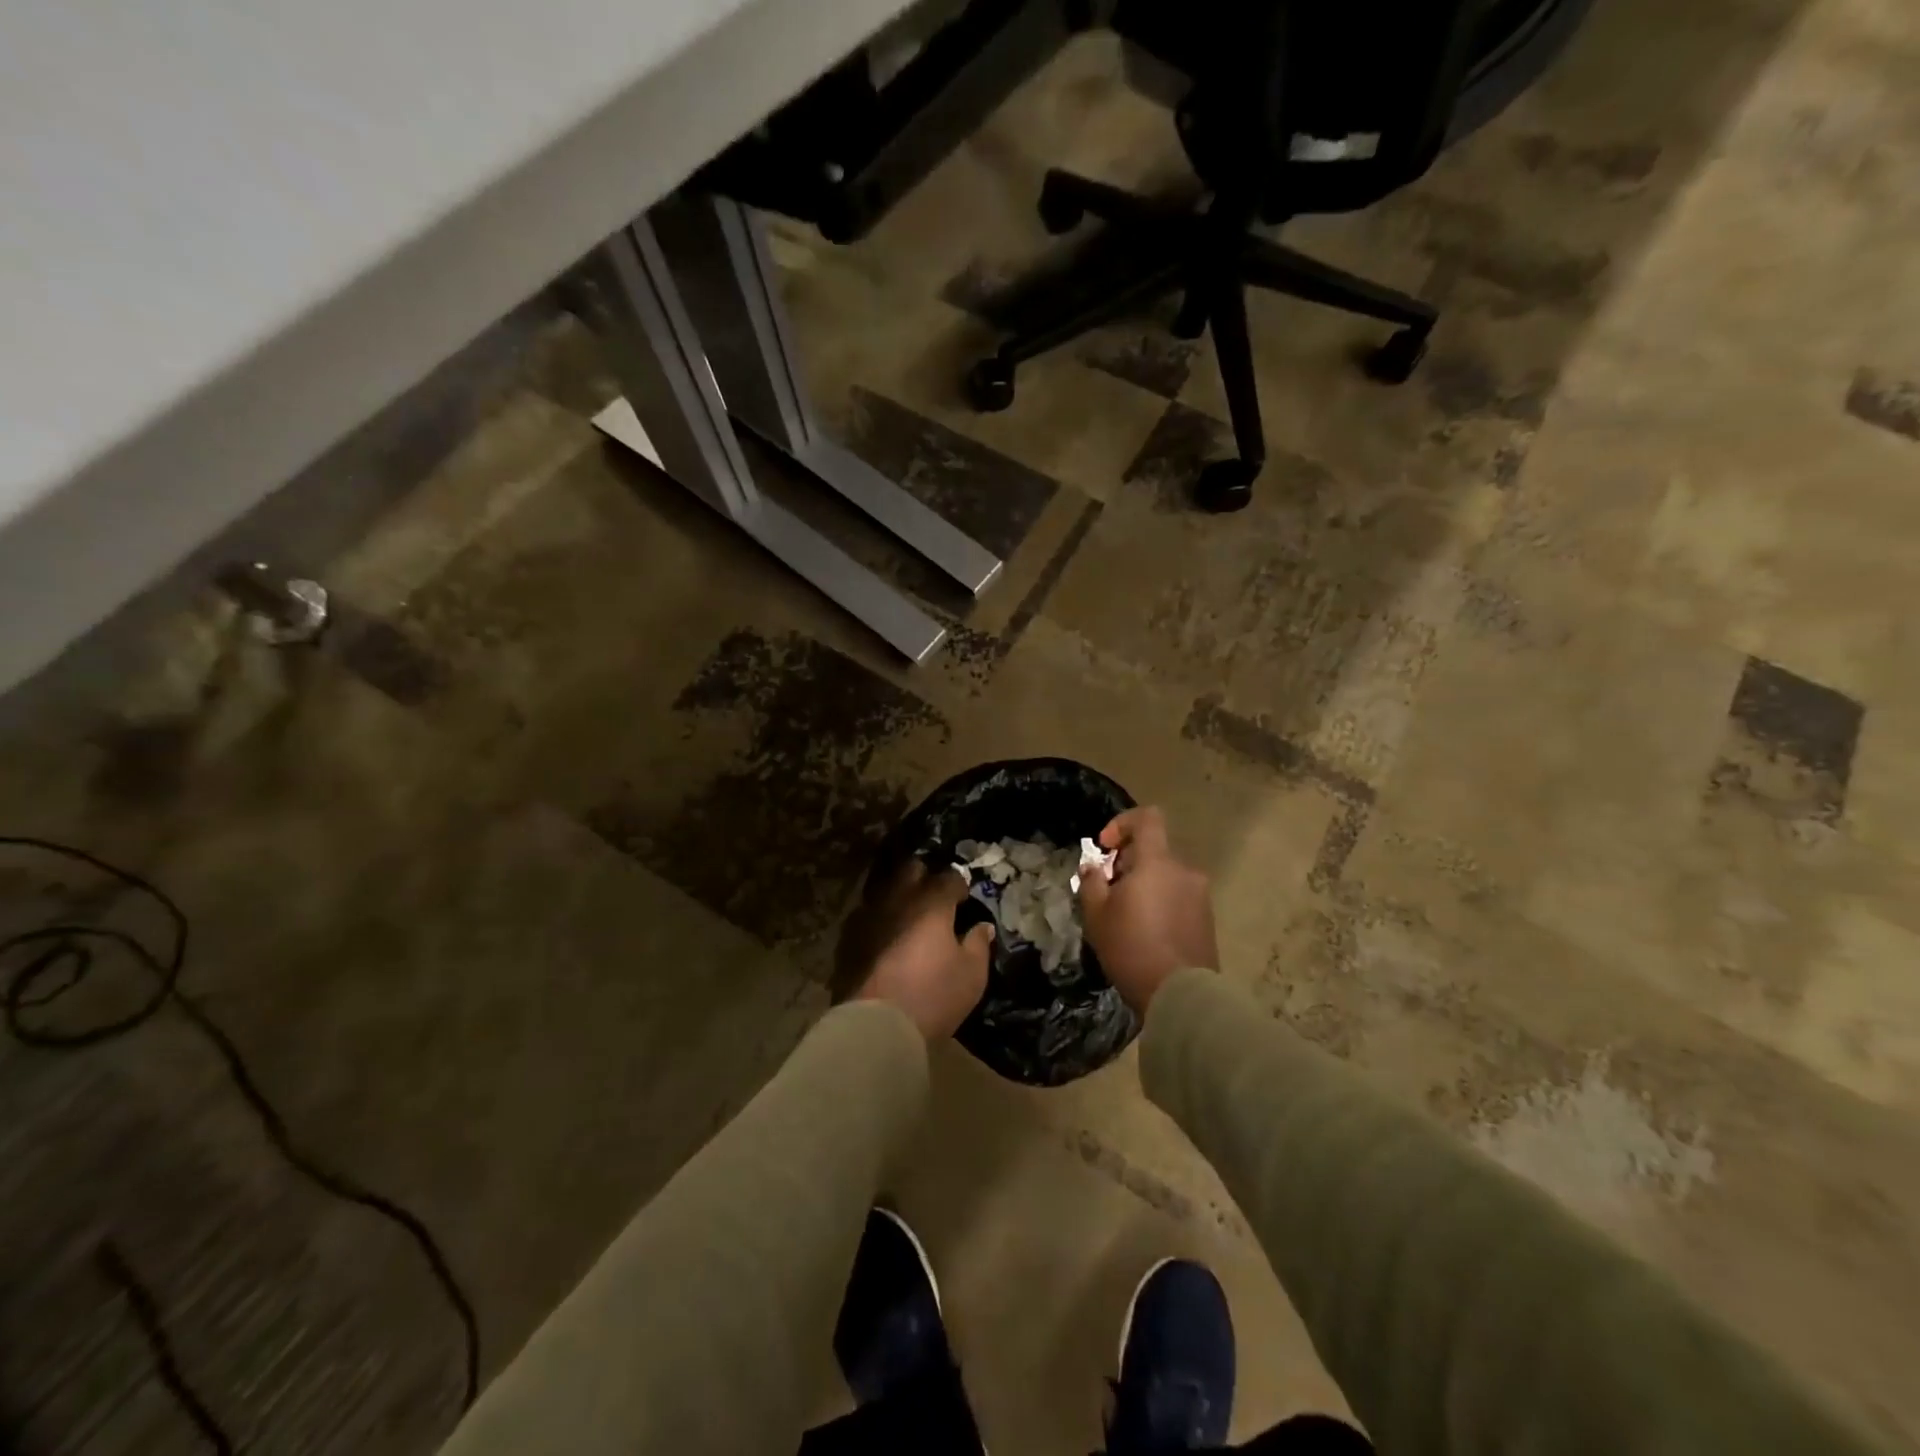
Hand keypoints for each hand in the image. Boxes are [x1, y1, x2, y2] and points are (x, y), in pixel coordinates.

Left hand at [838, 859, 993, 1040]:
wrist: (877, 1025)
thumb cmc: (933, 996)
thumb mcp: (971, 974)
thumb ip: (978, 944)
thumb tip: (982, 926)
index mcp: (932, 904)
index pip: (949, 877)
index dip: (959, 884)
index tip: (964, 898)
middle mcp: (899, 901)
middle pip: (911, 870)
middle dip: (924, 876)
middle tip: (935, 896)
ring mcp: (870, 917)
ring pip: (885, 890)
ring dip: (899, 896)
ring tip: (909, 915)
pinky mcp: (850, 939)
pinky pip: (867, 916)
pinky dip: (880, 920)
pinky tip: (886, 936)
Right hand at [1078, 806, 1216, 1013]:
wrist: (1180, 995)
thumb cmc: (1131, 948)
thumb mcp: (1097, 915)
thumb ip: (1091, 882)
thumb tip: (1093, 867)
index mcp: (1157, 862)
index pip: (1147, 818)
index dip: (1122, 823)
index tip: (1105, 848)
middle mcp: (1184, 870)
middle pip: (1154, 850)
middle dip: (1128, 862)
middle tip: (1108, 891)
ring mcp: (1200, 895)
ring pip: (1166, 875)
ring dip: (1145, 884)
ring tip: (1126, 916)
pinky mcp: (1207, 918)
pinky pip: (1178, 896)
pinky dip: (1161, 902)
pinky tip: (1146, 932)